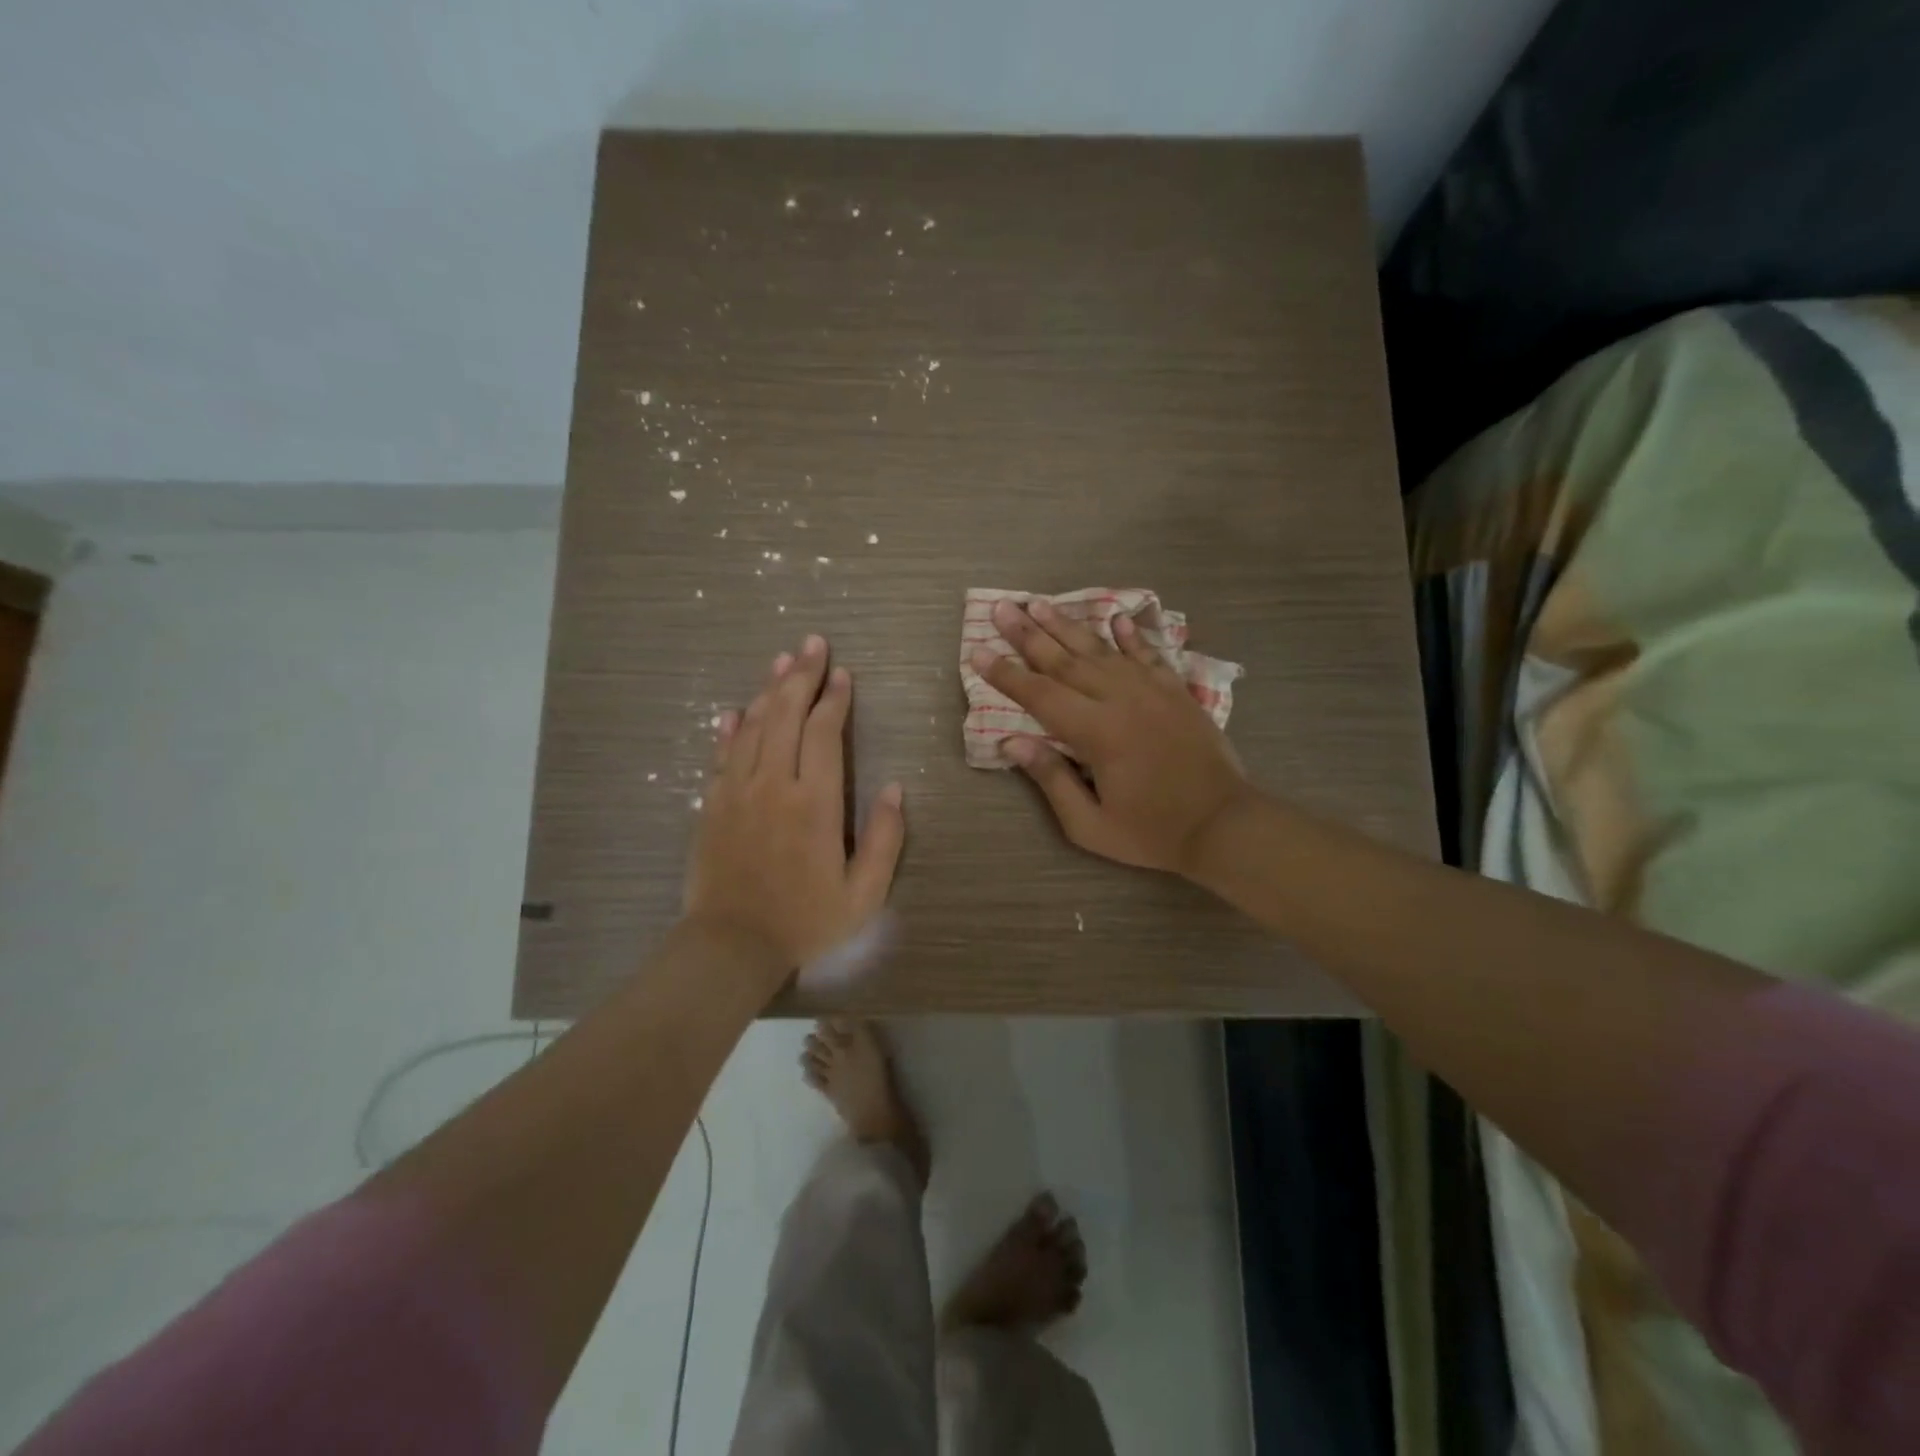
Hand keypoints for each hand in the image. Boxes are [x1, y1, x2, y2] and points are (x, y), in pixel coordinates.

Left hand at [685, 636, 905, 990]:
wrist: (731, 946)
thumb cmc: (805, 920)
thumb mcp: (864, 893)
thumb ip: (884, 839)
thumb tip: (895, 790)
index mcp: (814, 802)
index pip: (824, 733)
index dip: (835, 699)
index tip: (843, 674)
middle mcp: (773, 785)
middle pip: (786, 715)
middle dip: (802, 676)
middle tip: (812, 644)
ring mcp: (736, 792)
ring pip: (753, 726)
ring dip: (769, 690)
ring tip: (782, 661)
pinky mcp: (712, 805)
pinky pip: (721, 755)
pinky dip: (729, 728)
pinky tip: (735, 709)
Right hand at [972, 599, 1250, 874]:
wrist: (1224, 824)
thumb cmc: (1151, 832)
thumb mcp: (1090, 824)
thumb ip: (1052, 779)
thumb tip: (1012, 743)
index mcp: (1096, 732)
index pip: (1039, 695)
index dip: (1005, 674)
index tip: (978, 652)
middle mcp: (1120, 699)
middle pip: (1065, 660)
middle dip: (1028, 634)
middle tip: (1001, 609)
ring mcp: (1152, 690)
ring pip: (1101, 649)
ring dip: (1068, 625)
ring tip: (1041, 603)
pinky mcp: (1176, 691)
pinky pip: (1148, 654)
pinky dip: (1131, 635)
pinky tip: (1116, 617)